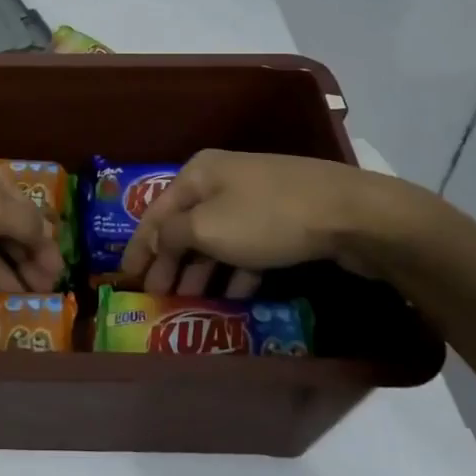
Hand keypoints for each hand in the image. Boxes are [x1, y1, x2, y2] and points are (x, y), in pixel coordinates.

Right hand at [118, 149, 437, 294]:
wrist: (349, 213)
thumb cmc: (266, 217)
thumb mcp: (206, 227)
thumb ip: (170, 236)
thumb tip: (156, 242)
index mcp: (198, 173)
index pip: (155, 213)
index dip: (138, 247)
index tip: (125, 279)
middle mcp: (222, 180)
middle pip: (185, 225)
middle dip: (169, 262)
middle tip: (157, 298)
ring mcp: (256, 198)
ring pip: (217, 238)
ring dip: (201, 270)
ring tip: (191, 302)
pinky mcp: (284, 219)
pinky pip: (247, 247)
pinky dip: (235, 270)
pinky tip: (233, 296)